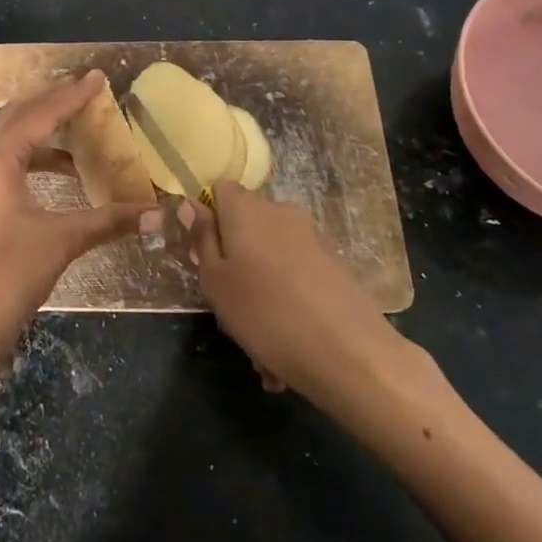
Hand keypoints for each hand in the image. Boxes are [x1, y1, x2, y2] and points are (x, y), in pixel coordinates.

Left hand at [0, 71, 157, 366]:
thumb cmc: (11, 273)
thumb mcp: (63, 239)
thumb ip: (110, 220)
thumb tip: (157, 214)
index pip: (40, 115)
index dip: (71, 96)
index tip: (97, 79)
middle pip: (16, 118)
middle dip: (50, 104)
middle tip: (83, 94)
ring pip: (4, 141)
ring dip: (39, 134)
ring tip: (76, 136)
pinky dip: (27, 160)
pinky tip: (54, 176)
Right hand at [182, 182, 416, 405]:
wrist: (349, 352)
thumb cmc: (265, 313)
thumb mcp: (216, 281)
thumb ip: (202, 238)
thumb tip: (192, 203)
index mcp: (245, 208)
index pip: (219, 190)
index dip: (207, 219)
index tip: (203, 256)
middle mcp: (279, 211)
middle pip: (244, 225)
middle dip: (233, 260)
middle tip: (227, 306)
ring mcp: (310, 236)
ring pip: (269, 257)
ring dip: (259, 289)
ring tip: (259, 343)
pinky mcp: (332, 263)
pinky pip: (294, 276)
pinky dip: (285, 301)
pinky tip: (285, 346)